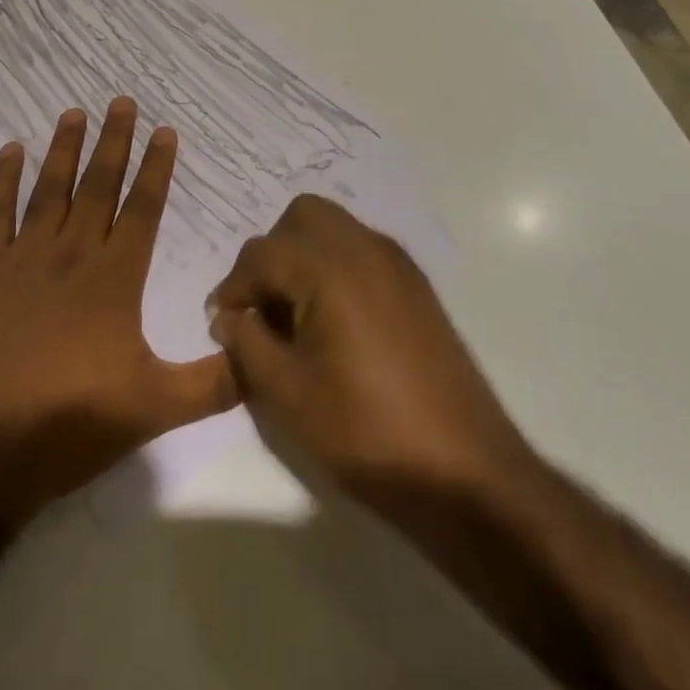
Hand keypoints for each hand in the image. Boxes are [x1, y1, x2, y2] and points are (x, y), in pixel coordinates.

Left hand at [0, 100, 236, 531]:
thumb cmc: (69, 426)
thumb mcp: (155, 410)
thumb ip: (214, 383)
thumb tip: (263, 356)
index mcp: (114, 279)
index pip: (143, 209)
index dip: (156, 167)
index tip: (165, 130)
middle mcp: (71, 254)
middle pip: (98, 185)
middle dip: (114, 142)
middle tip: (121, 101)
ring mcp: (22, 258)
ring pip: (49, 189)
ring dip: (64, 149)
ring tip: (74, 112)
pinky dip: (2, 180)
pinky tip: (10, 151)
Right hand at [207, 195, 535, 512]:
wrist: (465, 473)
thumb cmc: (366, 432)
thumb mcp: (287, 393)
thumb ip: (247, 342)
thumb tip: (230, 315)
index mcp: (329, 268)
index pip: (261, 254)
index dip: (233, 287)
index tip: (223, 324)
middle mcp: (364, 248)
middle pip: (301, 217)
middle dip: (272, 253)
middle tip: (263, 305)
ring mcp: (396, 264)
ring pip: (334, 228)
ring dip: (304, 256)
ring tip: (296, 315)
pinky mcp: (416, 286)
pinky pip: (361, 250)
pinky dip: (335, 267)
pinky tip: (334, 322)